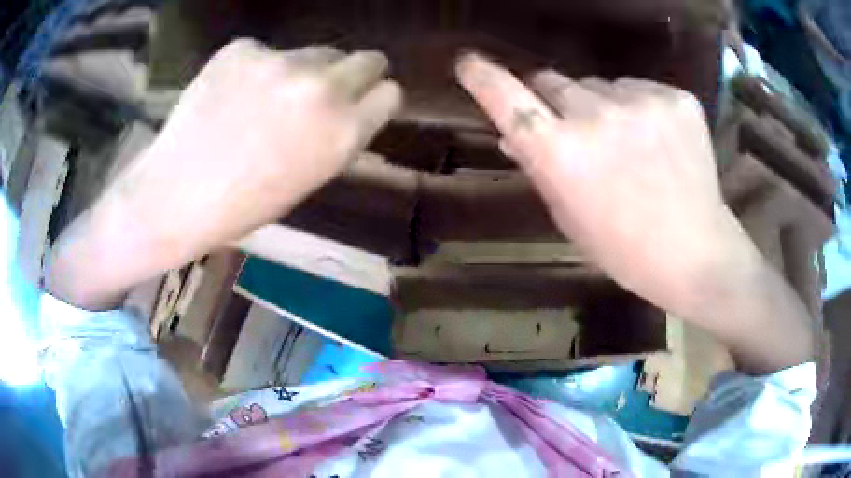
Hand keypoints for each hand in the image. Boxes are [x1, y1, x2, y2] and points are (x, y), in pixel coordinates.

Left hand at [46, 40, 401, 308]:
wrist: (158, 206)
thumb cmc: (227, 213)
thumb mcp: (296, 186)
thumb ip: (329, 141)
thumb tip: (348, 111)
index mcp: (334, 137)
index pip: (386, 92)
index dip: (378, 95)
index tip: (369, 101)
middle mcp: (315, 89)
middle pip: (357, 59)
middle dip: (349, 75)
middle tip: (322, 97)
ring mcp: (274, 63)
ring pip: (314, 50)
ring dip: (302, 71)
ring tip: (269, 104)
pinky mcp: (236, 52)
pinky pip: (269, 50)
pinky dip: (263, 68)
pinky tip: (235, 98)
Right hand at [455, 53, 743, 314]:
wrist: (695, 252)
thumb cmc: (624, 249)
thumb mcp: (570, 217)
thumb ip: (539, 168)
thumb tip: (512, 134)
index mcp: (562, 155)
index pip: (507, 98)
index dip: (483, 76)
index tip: (469, 61)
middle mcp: (597, 117)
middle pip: (553, 81)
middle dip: (555, 100)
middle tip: (577, 130)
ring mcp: (642, 102)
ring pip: (600, 85)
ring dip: (601, 104)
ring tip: (629, 143)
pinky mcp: (675, 98)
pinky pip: (639, 88)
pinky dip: (639, 107)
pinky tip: (658, 140)